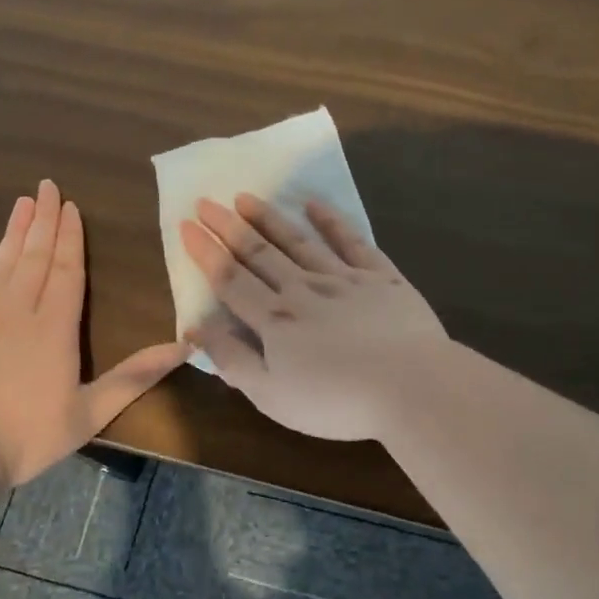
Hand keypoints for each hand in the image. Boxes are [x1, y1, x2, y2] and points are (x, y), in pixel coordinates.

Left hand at [0, 179, 186, 484]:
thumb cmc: (25, 436)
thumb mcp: (90, 412)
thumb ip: (135, 377)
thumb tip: (184, 347)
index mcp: (55, 328)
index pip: (67, 270)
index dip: (71, 237)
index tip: (70, 205)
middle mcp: (17, 311)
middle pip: (35, 257)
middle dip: (44, 221)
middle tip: (47, 186)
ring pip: (1, 264)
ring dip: (14, 232)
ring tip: (22, 202)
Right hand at [178, 194, 447, 440]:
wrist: (411, 386)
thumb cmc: (336, 401)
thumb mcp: (271, 395)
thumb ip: (232, 359)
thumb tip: (196, 328)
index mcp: (274, 319)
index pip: (230, 278)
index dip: (206, 252)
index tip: (187, 225)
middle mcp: (303, 288)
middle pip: (259, 252)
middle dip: (229, 226)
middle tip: (208, 201)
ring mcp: (344, 278)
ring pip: (298, 241)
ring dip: (270, 218)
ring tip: (247, 197)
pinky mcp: (381, 277)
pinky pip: (351, 242)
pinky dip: (331, 221)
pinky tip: (314, 204)